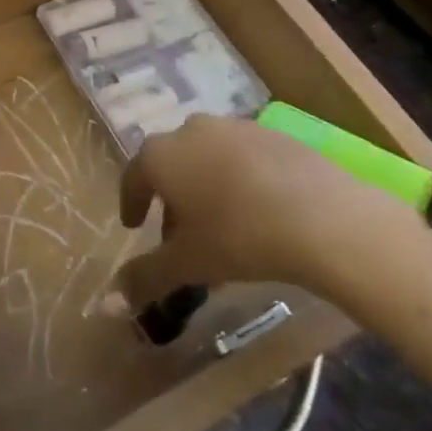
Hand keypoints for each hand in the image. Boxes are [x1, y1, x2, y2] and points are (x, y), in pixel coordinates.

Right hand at [107, 115, 427, 313]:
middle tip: (178, 236)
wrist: (323, 217)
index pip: (133, 176)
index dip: (131, 203)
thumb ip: (144, 278)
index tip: (134, 226)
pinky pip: (241, 157)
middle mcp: (191, 130)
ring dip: (203, 187)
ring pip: (206, 158)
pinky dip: (237, 179)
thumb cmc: (238, 237)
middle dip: (170, 199)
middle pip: (170, 164)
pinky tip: (256, 210)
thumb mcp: (187, 264)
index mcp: (161, 155)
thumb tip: (108, 302)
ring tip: (219, 225)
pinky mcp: (272, 133)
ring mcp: (234, 127)